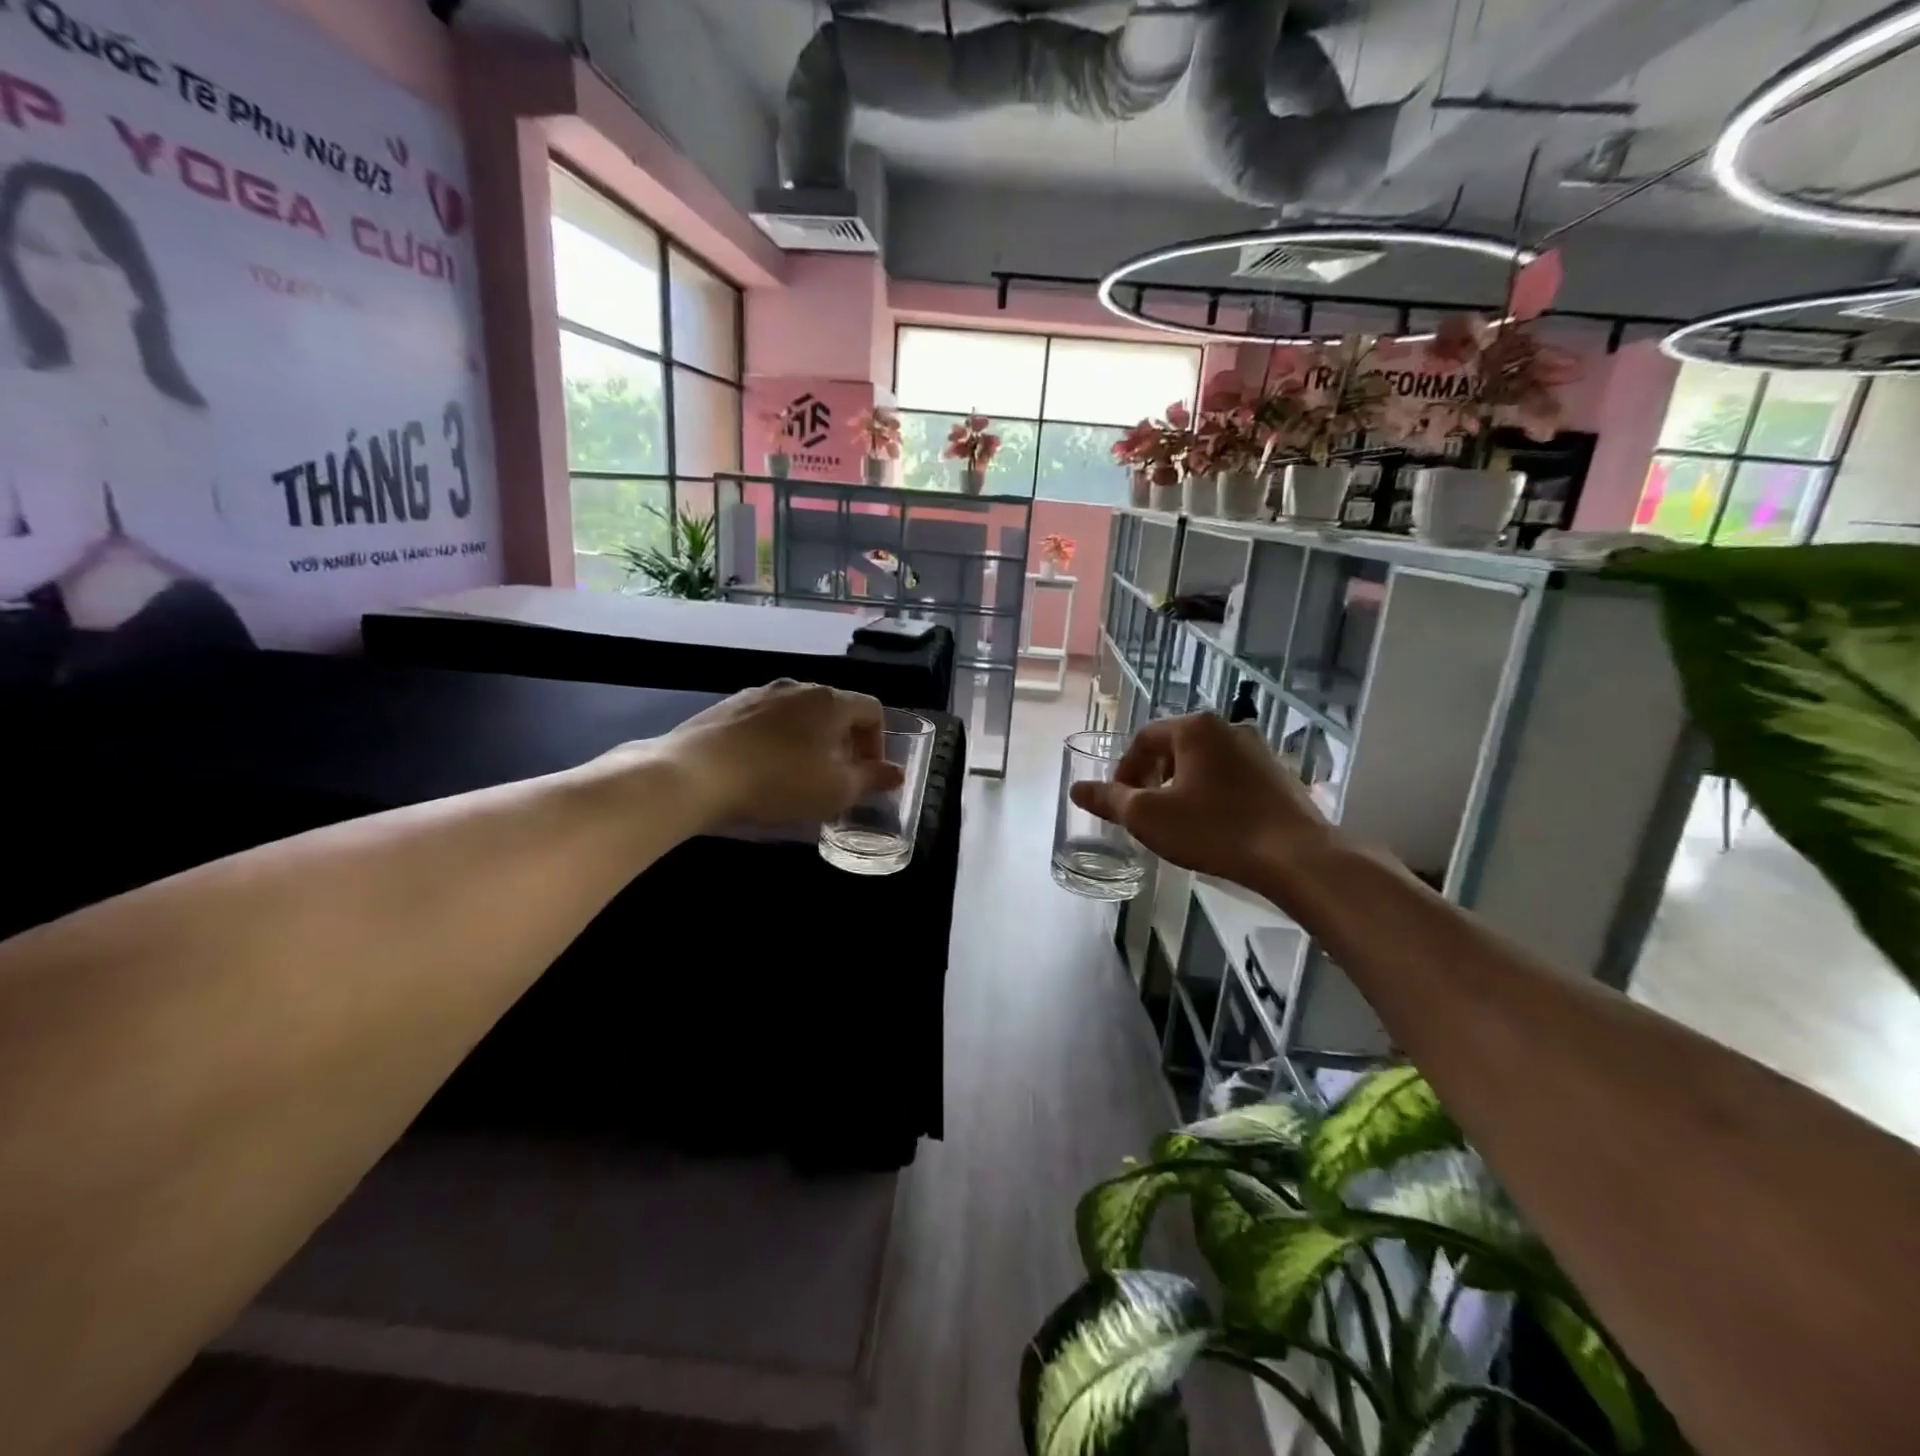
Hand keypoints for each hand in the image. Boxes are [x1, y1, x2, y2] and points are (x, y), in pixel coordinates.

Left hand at [659, 680, 905, 825]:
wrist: (695, 774)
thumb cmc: (778, 781)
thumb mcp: (835, 791)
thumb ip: (871, 780)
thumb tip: (896, 773)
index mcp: (831, 702)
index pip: (872, 709)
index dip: (878, 742)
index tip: (867, 772)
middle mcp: (798, 687)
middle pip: (835, 708)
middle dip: (844, 741)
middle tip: (836, 776)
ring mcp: (759, 693)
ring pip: (799, 713)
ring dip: (809, 739)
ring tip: (798, 774)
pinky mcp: (728, 706)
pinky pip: (766, 719)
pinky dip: (776, 739)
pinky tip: (761, 768)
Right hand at [1070, 713, 1335, 892]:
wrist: (1296, 857)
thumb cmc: (1214, 829)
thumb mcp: (1149, 817)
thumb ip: (1110, 800)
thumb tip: (1076, 788)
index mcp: (1195, 728)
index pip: (1144, 739)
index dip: (1125, 770)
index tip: (1121, 801)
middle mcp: (1228, 728)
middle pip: (1175, 747)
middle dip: (1153, 776)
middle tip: (1146, 811)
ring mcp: (1259, 750)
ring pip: (1205, 762)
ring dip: (1183, 785)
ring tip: (1178, 820)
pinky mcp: (1279, 774)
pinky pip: (1232, 777)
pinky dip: (1213, 793)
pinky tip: (1215, 825)